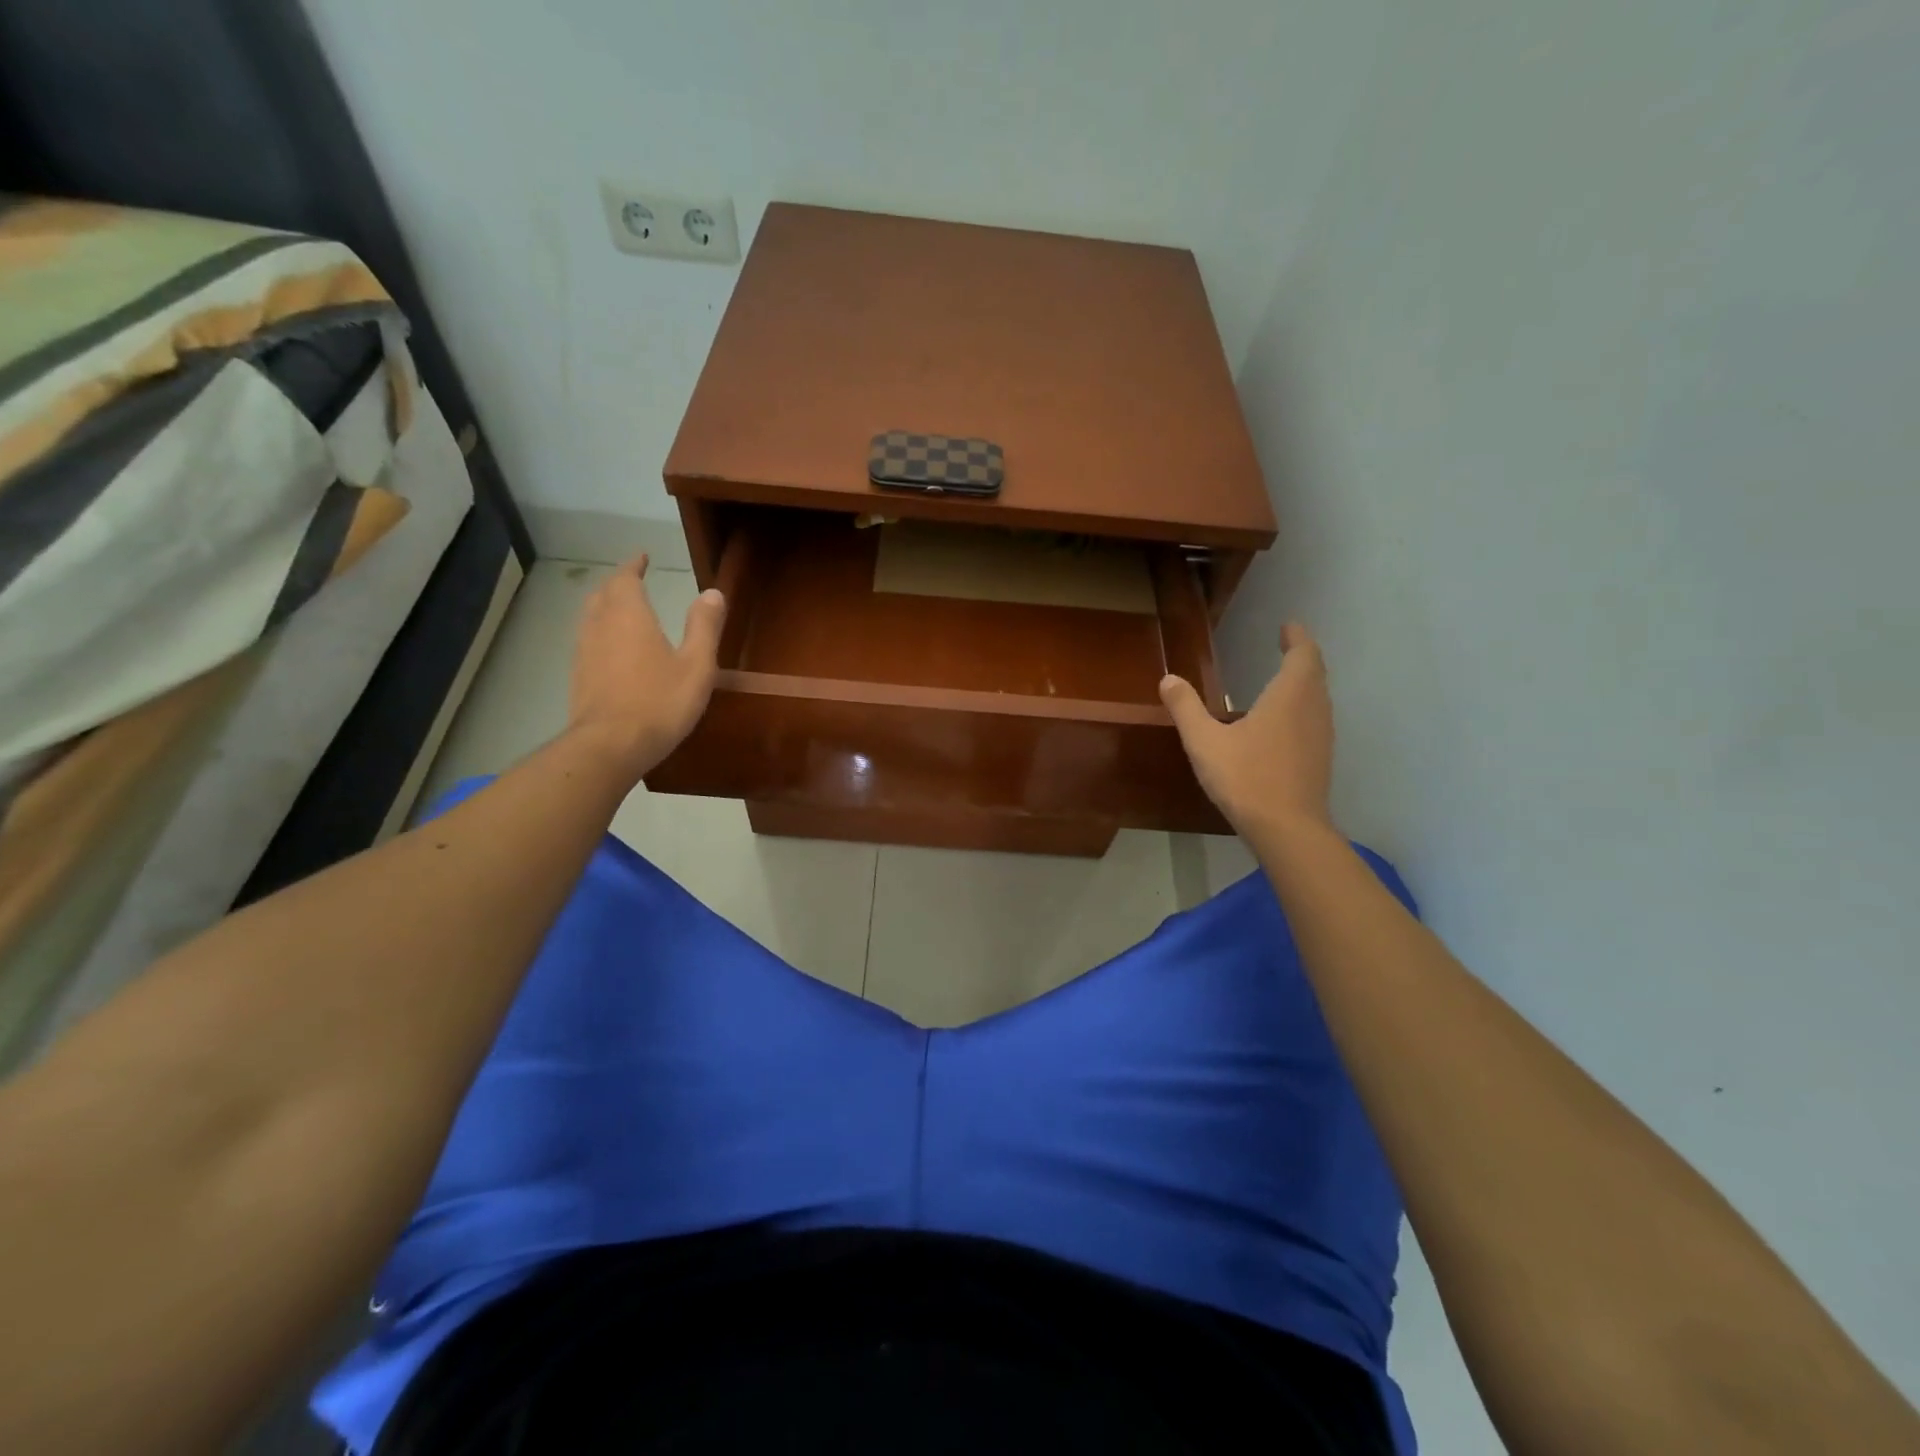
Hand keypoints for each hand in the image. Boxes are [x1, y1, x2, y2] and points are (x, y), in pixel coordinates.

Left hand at [567, 554, 726, 783]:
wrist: (610, 745)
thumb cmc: (660, 702)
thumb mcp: (696, 665)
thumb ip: (704, 627)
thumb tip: (713, 592)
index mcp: (629, 616)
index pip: (625, 578)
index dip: (633, 566)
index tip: (643, 557)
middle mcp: (600, 626)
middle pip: (603, 594)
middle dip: (618, 584)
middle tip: (634, 581)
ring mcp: (584, 652)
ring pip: (590, 617)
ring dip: (605, 607)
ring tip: (622, 611)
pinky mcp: (578, 677)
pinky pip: (588, 641)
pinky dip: (600, 633)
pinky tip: (612, 650)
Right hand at [1159, 622, 1333, 837]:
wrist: (1287, 829)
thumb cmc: (1246, 777)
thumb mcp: (1204, 741)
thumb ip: (1186, 708)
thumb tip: (1169, 679)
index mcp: (1290, 696)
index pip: (1304, 654)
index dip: (1297, 637)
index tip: (1288, 626)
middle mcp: (1313, 710)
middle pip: (1315, 674)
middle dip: (1302, 657)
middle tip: (1286, 647)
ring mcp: (1321, 736)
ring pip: (1318, 698)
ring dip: (1304, 684)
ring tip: (1283, 681)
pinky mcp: (1320, 759)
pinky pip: (1315, 720)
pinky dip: (1303, 708)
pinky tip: (1282, 724)